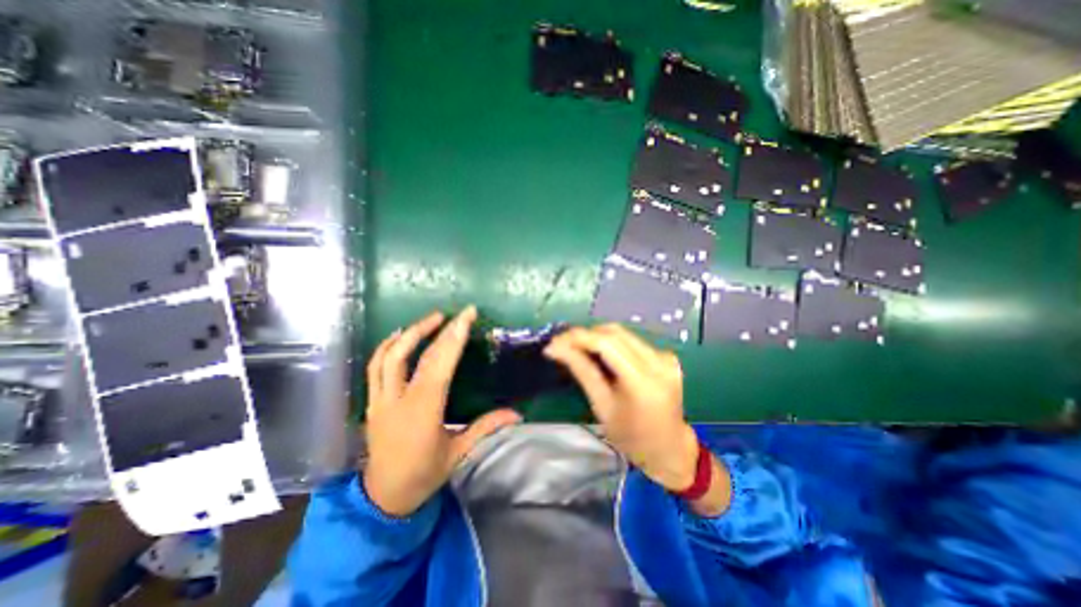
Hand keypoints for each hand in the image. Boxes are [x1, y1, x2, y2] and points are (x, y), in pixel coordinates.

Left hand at [363, 308, 523, 515]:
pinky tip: (400, 336)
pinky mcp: (372, 402)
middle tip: (454, 313)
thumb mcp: (459, 452)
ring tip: (430, 319)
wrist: (383, 498)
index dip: (453, 338)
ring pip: (388, 356)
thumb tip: (517, 414)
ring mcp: (380, 400)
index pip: (439, 365)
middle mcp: (398, 401)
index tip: (466, 317)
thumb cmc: (424, 474)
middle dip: (434, 329)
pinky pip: (375, 367)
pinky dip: (387, 346)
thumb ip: (487, 427)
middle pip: (413, 355)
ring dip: (408, 333)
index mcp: (423, 412)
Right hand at [540, 325, 700, 490]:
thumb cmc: (632, 437)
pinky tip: (600, 355)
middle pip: (615, 333)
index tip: (555, 341)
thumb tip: (557, 348)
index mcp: (643, 381)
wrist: (669, 450)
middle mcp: (658, 362)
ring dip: (597, 337)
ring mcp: (665, 357)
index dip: (579, 338)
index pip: (607, 344)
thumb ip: (582, 371)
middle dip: (585, 335)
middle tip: (563, 344)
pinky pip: (633, 341)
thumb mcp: (602, 406)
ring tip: (577, 348)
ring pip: (623, 334)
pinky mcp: (666, 356)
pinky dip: (612, 343)